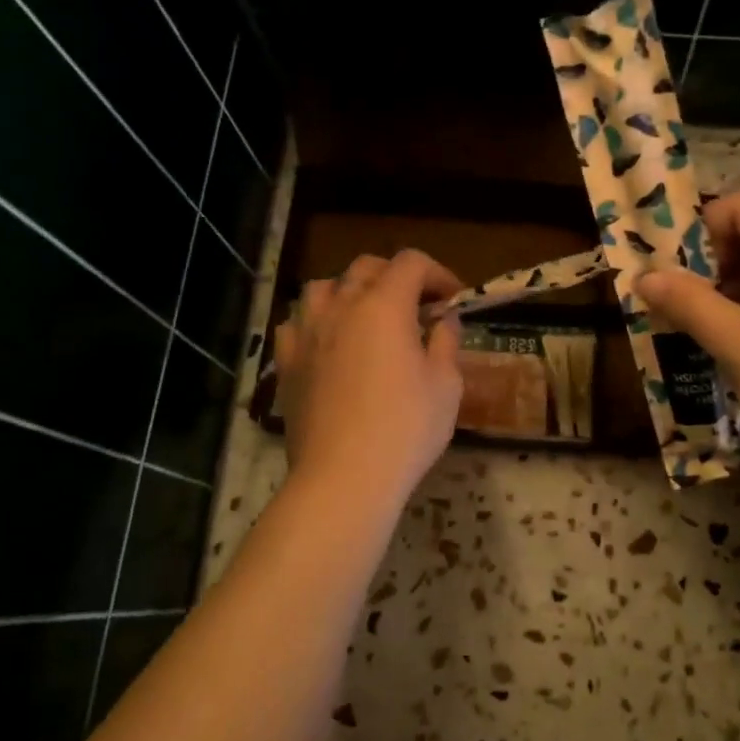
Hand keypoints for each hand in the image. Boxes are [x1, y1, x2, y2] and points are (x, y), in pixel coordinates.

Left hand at [273, 251, 464, 510]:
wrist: (343, 477)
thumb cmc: (406, 429)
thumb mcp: (446, 385)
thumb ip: (446, 342)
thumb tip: (444, 320)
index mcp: (384, 305)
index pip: (411, 263)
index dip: (438, 273)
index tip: (453, 300)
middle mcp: (341, 306)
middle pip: (366, 267)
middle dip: (397, 277)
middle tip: (418, 308)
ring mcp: (306, 332)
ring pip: (324, 287)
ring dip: (351, 291)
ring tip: (367, 317)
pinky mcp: (286, 362)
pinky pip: (297, 323)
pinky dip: (316, 322)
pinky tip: (329, 343)